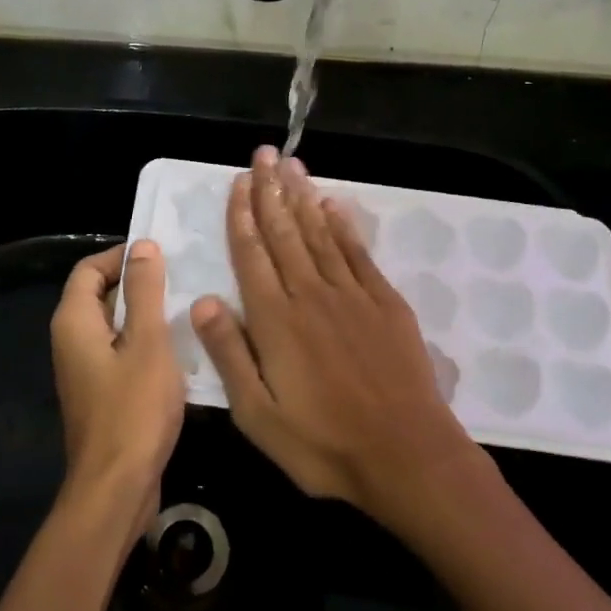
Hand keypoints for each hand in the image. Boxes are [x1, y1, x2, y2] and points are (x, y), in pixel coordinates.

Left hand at [50, 241, 185, 536]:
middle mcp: (72, 341)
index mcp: (74, 321)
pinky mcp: (101, 393)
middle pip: (101, 295)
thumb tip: (142, 246)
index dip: (123, 256)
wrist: (117, 488)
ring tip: (188, 309)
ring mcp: (86, 370)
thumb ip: (144, 291)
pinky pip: (121, 353)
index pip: (90, 268)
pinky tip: (180, 350)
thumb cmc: (133, 409)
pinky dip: (145, 344)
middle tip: (183, 279)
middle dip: (139, 284)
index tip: (163, 256)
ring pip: (115, 326)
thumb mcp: (147, 342)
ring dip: (147, 315)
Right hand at [192, 148, 479, 528]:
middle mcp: (310, 295)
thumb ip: (229, 354)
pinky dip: (343, 225)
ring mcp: (352, 295)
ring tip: (291, 166)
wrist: (407, 455)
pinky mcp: (385, 303)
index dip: (242, 216)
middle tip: (263, 155)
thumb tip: (203, 301)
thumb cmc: (324, 444)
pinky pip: (357, 253)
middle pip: (285, 233)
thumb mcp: (258, 415)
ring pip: (320, 233)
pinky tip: (332, 205)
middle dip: (270, 191)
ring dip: (303, 197)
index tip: (238, 182)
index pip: (252, 255)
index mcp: (275, 321)